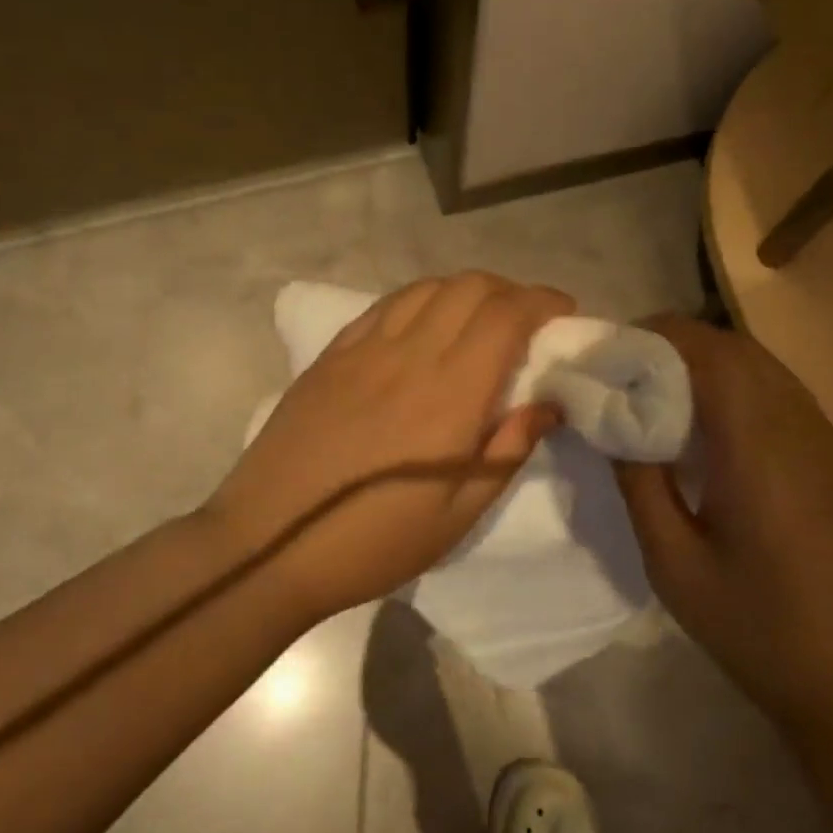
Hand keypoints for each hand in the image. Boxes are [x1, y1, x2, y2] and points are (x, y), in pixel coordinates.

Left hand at [206, 273, 571, 623]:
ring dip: (466, 292)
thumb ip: (508, 451)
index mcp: (448, 395)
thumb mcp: (458, 516)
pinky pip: (385, 306)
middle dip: (511, 292)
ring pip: (426, 289)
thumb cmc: (373, 543)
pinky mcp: (330, 357)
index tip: (564, 315)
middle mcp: (408, 356)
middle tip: (528, 323)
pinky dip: (420, 302)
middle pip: (469, 287)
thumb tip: (548, 404)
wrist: (268, 545)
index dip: (543, 302)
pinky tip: (423, 327)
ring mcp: (362, 350)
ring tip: (480, 322)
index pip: (506, 315)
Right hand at [612, 315, 832, 714]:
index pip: (711, 355)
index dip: (657, 338)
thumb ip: (639, 484)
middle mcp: (802, 430)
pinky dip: (741, 390)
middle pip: (740, 351)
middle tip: (626, 368)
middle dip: (678, 345)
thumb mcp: (673, 564)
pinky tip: (714, 429)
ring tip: (661, 391)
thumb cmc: (754, 628)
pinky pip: (785, 398)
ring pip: (766, 369)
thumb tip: (613, 425)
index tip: (611, 349)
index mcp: (759, 451)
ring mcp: (829, 443)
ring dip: (711, 364)